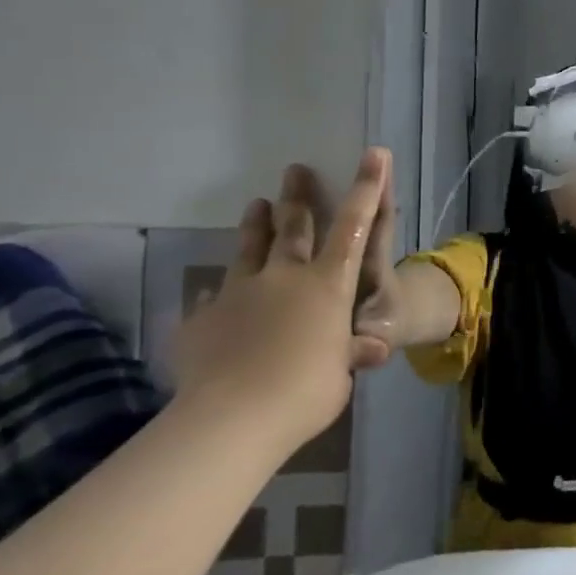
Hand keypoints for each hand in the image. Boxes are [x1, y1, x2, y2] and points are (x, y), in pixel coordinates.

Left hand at [171, 150, 394, 461]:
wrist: (231, 419)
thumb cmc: (306, 391)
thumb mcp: (341, 372)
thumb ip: (350, 352)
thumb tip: (371, 347)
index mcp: (327, 285)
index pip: (354, 227)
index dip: (366, 189)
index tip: (373, 154)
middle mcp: (284, 277)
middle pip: (294, 227)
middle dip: (298, 196)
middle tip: (295, 169)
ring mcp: (238, 293)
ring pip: (249, 249)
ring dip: (255, 225)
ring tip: (255, 203)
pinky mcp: (202, 319)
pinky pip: (212, 297)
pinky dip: (218, 292)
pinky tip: (213, 293)